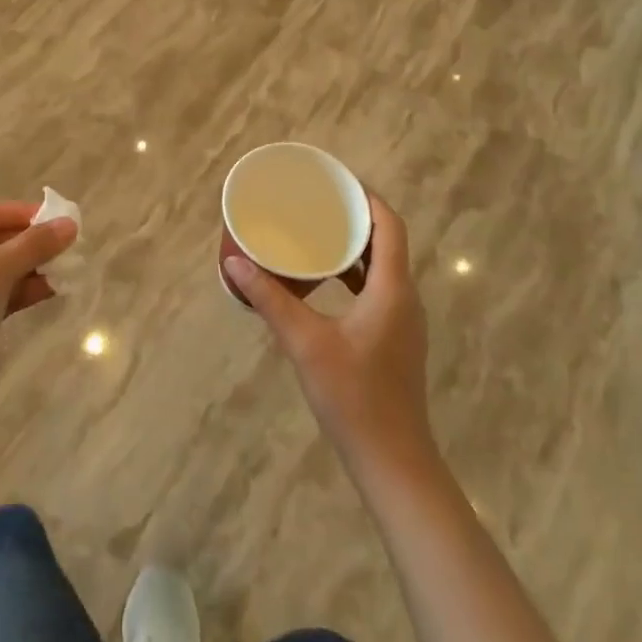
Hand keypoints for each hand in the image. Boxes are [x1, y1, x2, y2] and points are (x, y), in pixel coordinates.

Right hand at [224, 193, 435, 479]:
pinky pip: (377, 290)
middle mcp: (405, 298)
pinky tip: (324, 283)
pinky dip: (354, 275)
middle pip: (387, 242)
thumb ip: (271, 300)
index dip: (368, 198)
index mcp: (392, 289)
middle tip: (317, 204)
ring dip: (354, 248)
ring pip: (382, 268)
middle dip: (355, 219)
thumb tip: (236, 263)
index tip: (336, 181)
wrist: (393, 460)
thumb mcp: (306, 344)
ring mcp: (403, 321)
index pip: (390, 225)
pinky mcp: (395, 340)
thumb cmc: (354, 397)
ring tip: (317, 235)